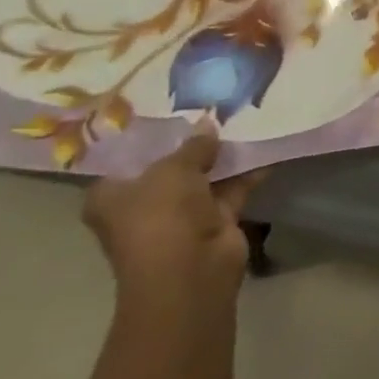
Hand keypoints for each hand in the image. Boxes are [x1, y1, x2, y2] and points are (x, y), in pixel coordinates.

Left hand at [84, 126, 262, 298]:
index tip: (175, 110)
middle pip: (170, 166)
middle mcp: (143, 206)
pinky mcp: (214, 221)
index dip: (150, 135)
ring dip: (224, 155)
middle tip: (217, 108)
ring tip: (246, 118)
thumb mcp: (174, 169)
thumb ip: (193, 144)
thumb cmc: (162, 217)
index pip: (127, 158)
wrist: (191, 270)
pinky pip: (232, 188)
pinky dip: (248, 170)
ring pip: (204, 176)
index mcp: (113, 196)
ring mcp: (180, 215)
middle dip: (194, 142)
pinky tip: (266, 144)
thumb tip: (207, 124)